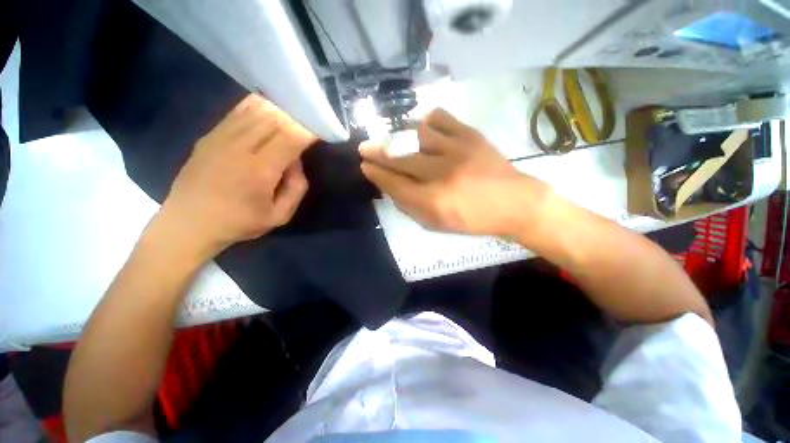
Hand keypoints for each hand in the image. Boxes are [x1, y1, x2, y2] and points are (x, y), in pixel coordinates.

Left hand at [157, 94, 315, 259]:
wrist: (188, 223)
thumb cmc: (239, 222)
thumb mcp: (280, 216)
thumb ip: (297, 188)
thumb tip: (297, 160)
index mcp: (260, 170)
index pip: (291, 137)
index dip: (310, 129)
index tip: (322, 129)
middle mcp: (240, 147)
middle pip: (276, 118)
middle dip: (298, 117)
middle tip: (311, 120)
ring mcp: (221, 137)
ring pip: (257, 109)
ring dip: (280, 109)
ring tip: (294, 113)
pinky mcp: (210, 134)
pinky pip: (239, 111)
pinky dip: (259, 106)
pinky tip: (271, 109)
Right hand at [360, 108, 548, 236]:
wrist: (515, 203)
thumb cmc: (473, 220)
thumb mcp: (437, 225)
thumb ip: (411, 208)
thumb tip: (392, 188)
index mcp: (433, 201)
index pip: (395, 183)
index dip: (376, 174)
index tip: (365, 165)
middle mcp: (441, 174)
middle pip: (400, 158)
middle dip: (378, 152)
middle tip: (365, 147)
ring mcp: (457, 151)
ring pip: (417, 135)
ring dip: (397, 135)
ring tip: (389, 136)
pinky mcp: (471, 136)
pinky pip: (442, 119)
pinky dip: (427, 120)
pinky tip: (421, 125)